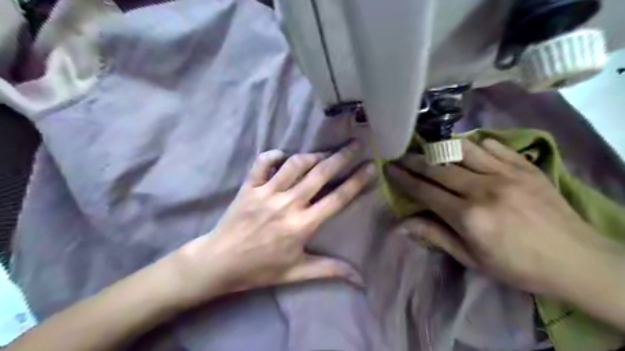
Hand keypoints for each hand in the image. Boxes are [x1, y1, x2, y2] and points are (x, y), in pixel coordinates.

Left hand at [171, 141, 374, 304]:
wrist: (219, 263)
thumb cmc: (260, 269)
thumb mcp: (297, 272)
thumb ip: (330, 270)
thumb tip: (360, 279)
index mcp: (302, 225)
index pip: (337, 198)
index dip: (356, 181)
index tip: (370, 166)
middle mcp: (287, 204)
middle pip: (320, 174)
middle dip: (341, 157)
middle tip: (356, 144)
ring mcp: (266, 193)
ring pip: (294, 164)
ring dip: (313, 155)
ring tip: (324, 153)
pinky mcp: (249, 187)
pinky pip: (262, 163)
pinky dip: (274, 155)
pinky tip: (283, 156)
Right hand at [386, 138, 619, 297]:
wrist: (577, 260)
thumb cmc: (517, 265)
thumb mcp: (471, 259)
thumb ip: (435, 236)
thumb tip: (401, 226)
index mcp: (468, 217)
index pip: (425, 191)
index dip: (403, 178)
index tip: (389, 168)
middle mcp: (483, 189)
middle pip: (438, 167)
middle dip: (414, 160)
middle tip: (400, 154)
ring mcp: (506, 173)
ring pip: (462, 149)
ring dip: (439, 147)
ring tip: (428, 148)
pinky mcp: (525, 166)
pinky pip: (492, 145)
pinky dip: (473, 144)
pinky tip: (465, 148)